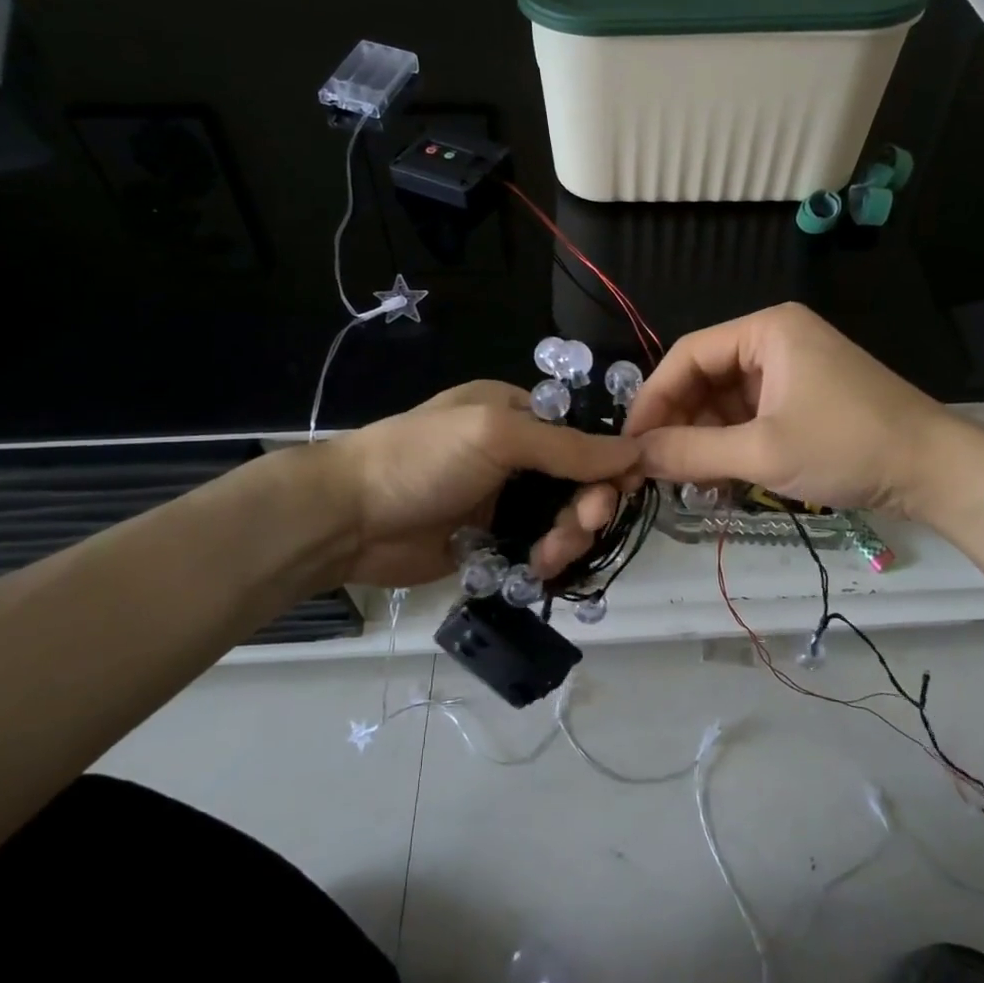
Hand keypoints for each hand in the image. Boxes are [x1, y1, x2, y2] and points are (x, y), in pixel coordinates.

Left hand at [325, 381, 640, 587]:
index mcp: (517, 412)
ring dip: (567, 538)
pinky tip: (537, 570)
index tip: (623, 490)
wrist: (347, 518)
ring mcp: (502, 499)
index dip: (608, 461)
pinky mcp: (490, 540)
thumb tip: (635, 451)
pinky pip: (536, 548)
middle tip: (584, 527)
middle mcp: (515, 453)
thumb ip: (567, 446)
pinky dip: (545, 559)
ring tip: (549, 557)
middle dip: (587, 506)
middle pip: (577, 481)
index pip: (583, 434)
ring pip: (560, 519)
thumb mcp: (496, 436)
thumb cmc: (422, 459)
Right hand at [622, 303, 974, 524]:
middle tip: (655, 468)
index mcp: (766, 331)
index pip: (688, 355)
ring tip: (686, 481)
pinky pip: (751, 416)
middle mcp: (776, 341)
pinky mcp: (804, 400)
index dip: (654, 398)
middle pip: (705, 378)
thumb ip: (692, 452)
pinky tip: (718, 479)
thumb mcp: (762, 452)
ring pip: (726, 402)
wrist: (937, 471)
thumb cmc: (847, 446)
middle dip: (680, 424)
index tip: (630, 441)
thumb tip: (633, 456)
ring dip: (704, 440)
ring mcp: (792, 371)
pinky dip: (731, 445)